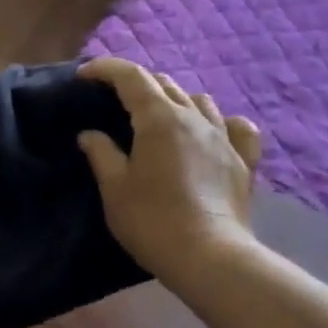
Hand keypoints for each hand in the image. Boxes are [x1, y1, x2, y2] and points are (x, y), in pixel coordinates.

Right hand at [76, 58, 264, 289]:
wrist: (209, 258)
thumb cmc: (152, 220)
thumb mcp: (114, 187)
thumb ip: (101, 153)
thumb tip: (90, 134)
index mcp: (159, 118)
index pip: (131, 75)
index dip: (105, 68)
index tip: (83, 76)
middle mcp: (194, 117)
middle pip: (164, 83)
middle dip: (135, 83)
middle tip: (113, 101)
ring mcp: (224, 138)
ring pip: (199, 100)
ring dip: (174, 99)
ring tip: (158, 117)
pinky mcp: (243, 162)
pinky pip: (237, 127)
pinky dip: (220, 123)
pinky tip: (211, 133)